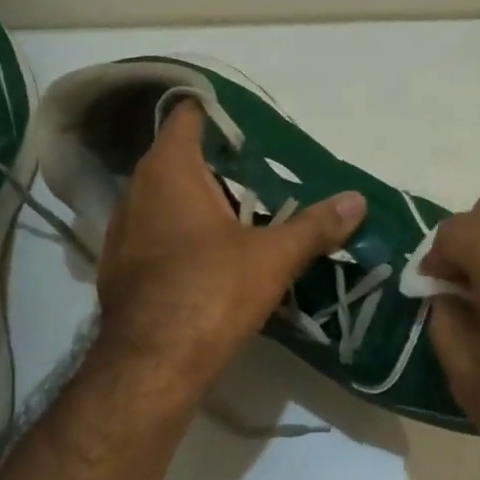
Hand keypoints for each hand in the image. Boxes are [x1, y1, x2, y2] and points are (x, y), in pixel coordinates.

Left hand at [95, 101, 366, 384]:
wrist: (151, 366)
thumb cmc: (210, 293)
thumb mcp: (273, 257)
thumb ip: (315, 225)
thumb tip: (358, 200)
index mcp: (169, 171)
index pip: (189, 116)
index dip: (221, 113)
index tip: (256, 123)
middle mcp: (137, 191)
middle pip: (182, 159)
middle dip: (223, 164)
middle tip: (268, 172)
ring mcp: (123, 231)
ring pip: (169, 200)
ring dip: (204, 202)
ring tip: (250, 213)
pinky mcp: (122, 267)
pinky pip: (159, 234)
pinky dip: (186, 234)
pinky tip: (216, 256)